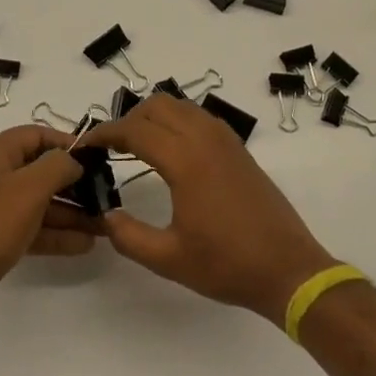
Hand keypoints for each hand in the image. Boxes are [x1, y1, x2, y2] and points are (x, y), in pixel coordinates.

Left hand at [0, 125, 92, 321]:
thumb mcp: (29, 188)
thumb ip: (57, 167)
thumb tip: (74, 160)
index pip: (38, 135)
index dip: (68, 143)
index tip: (97, 158)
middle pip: (41, 171)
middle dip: (75, 185)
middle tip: (106, 198)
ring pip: (39, 203)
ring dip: (71, 213)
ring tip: (104, 226)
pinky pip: (31, 228)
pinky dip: (55, 234)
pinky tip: (83, 245)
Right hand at [85, 96, 337, 325]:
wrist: (288, 269)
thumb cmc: (227, 265)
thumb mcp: (169, 258)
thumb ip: (128, 236)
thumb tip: (106, 214)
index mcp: (186, 161)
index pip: (135, 130)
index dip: (105, 132)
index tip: (86, 144)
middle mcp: (206, 139)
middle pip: (158, 106)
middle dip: (129, 119)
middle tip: (111, 147)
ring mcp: (226, 141)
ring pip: (181, 106)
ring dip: (154, 117)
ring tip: (137, 146)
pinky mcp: (239, 149)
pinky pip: (200, 118)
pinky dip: (178, 122)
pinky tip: (172, 151)